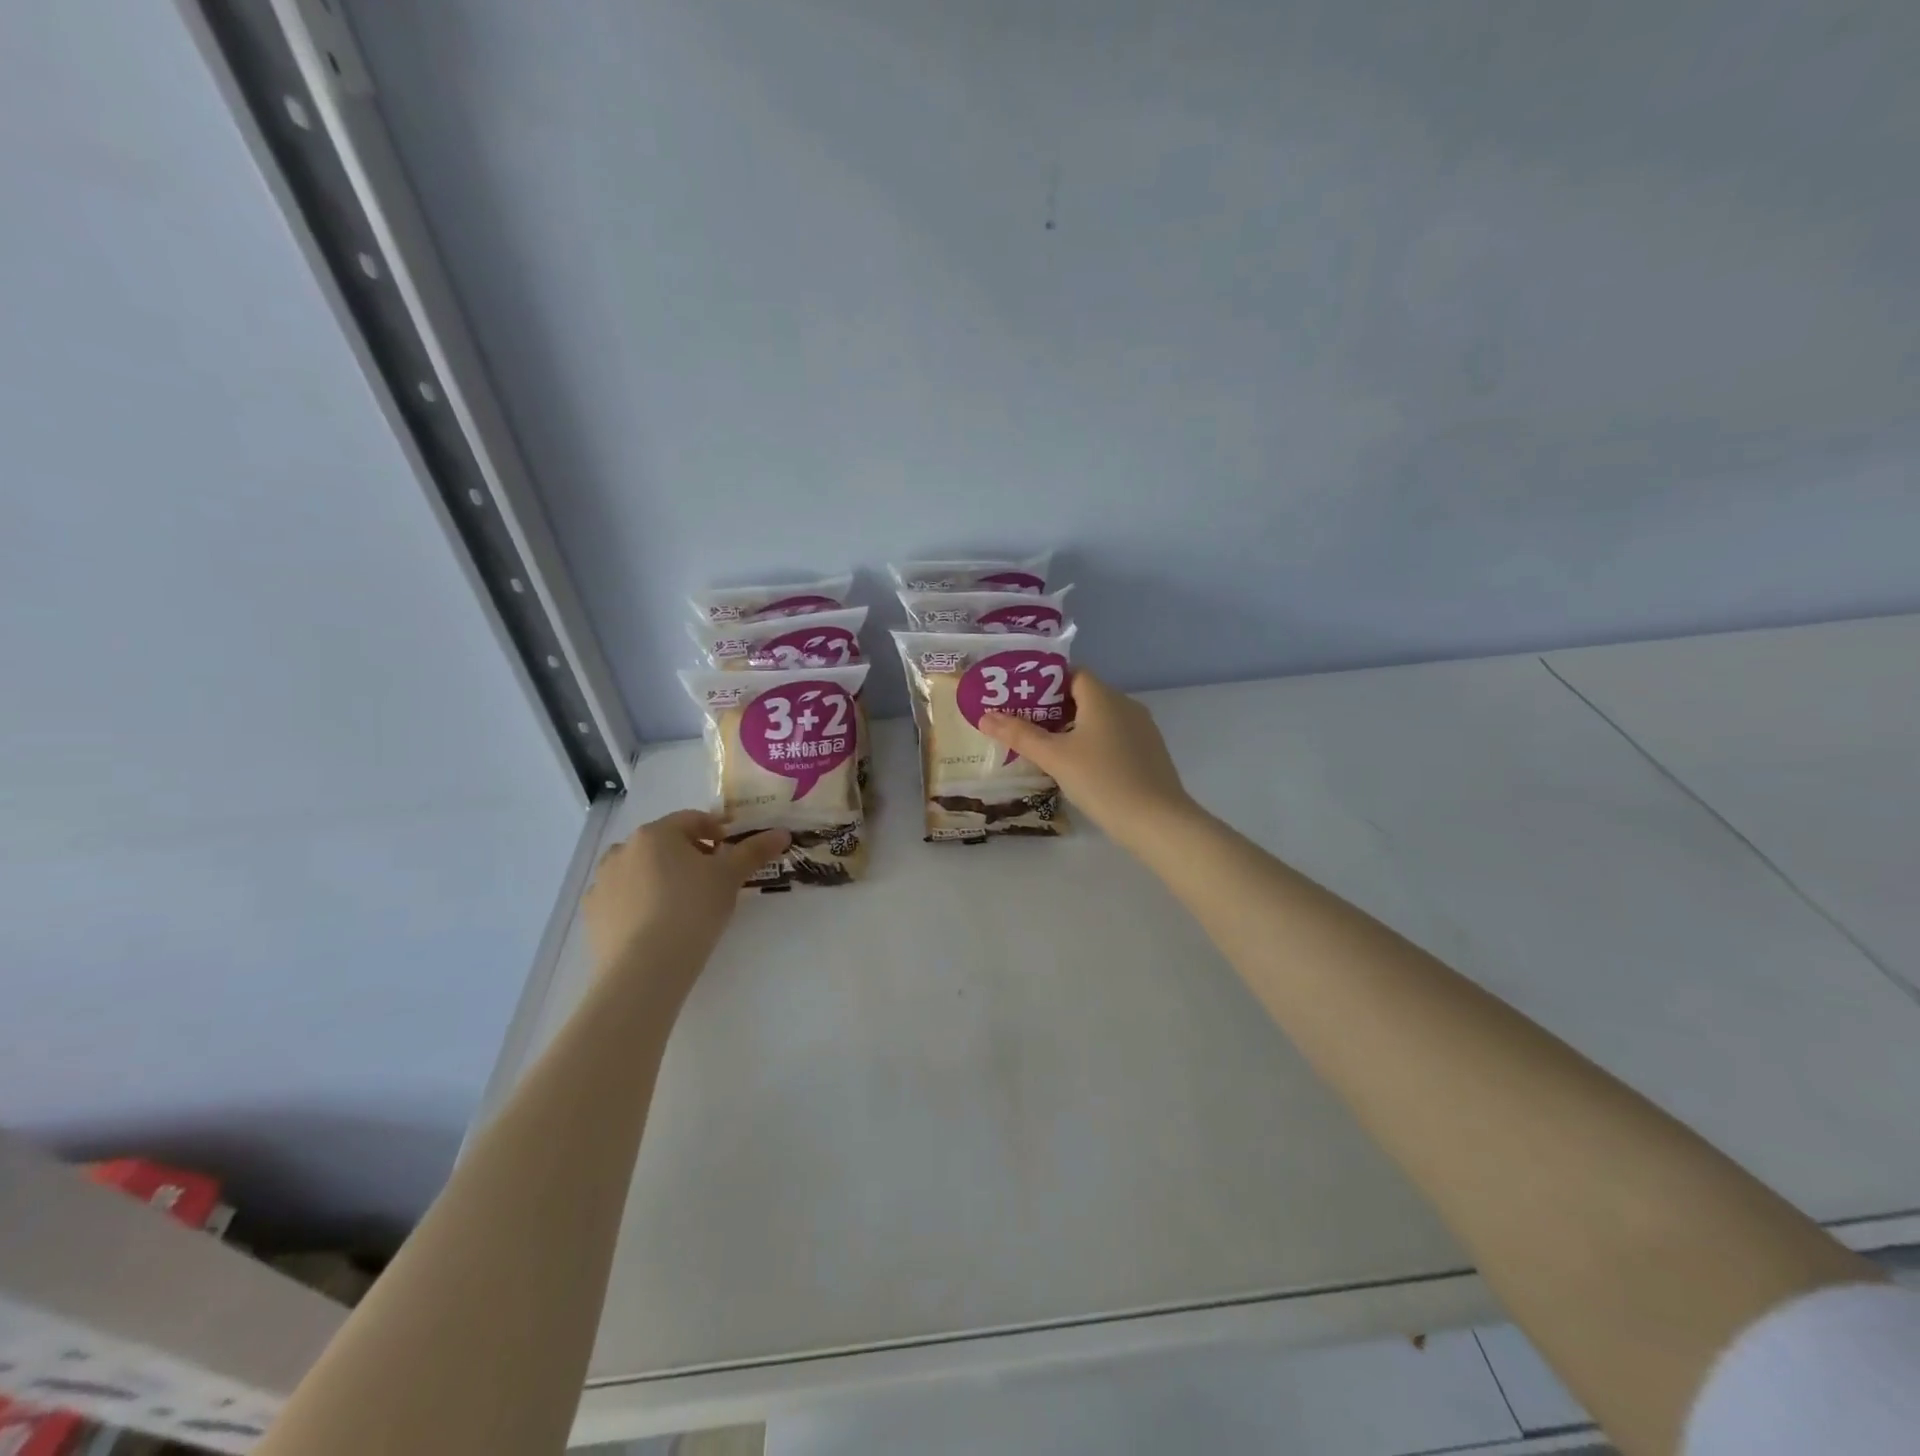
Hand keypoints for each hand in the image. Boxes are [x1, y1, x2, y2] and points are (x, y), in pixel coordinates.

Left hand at [583, 811, 788, 992]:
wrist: (644, 969)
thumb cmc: (692, 910)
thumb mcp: (730, 878)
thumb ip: (754, 851)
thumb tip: (782, 833)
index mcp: (656, 833)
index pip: (692, 819)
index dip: (716, 831)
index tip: (730, 852)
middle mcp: (622, 850)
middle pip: (663, 843)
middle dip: (687, 855)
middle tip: (710, 880)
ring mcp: (602, 882)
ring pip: (639, 869)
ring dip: (659, 877)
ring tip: (681, 904)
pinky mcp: (592, 914)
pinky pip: (621, 898)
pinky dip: (639, 903)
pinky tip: (656, 925)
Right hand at [980, 671, 1201, 855]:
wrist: (1158, 821)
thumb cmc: (1102, 781)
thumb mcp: (1055, 758)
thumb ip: (1019, 735)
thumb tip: (985, 716)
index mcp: (1103, 697)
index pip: (1071, 673)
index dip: (1043, 681)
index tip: (1018, 697)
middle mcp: (1125, 705)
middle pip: (1083, 695)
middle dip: (1052, 707)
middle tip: (1022, 724)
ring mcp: (1141, 729)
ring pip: (1099, 718)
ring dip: (1072, 727)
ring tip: (1044, 747)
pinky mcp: (1148, 752)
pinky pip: (1113, 736)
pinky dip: (1092, 742)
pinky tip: (1077, 766)